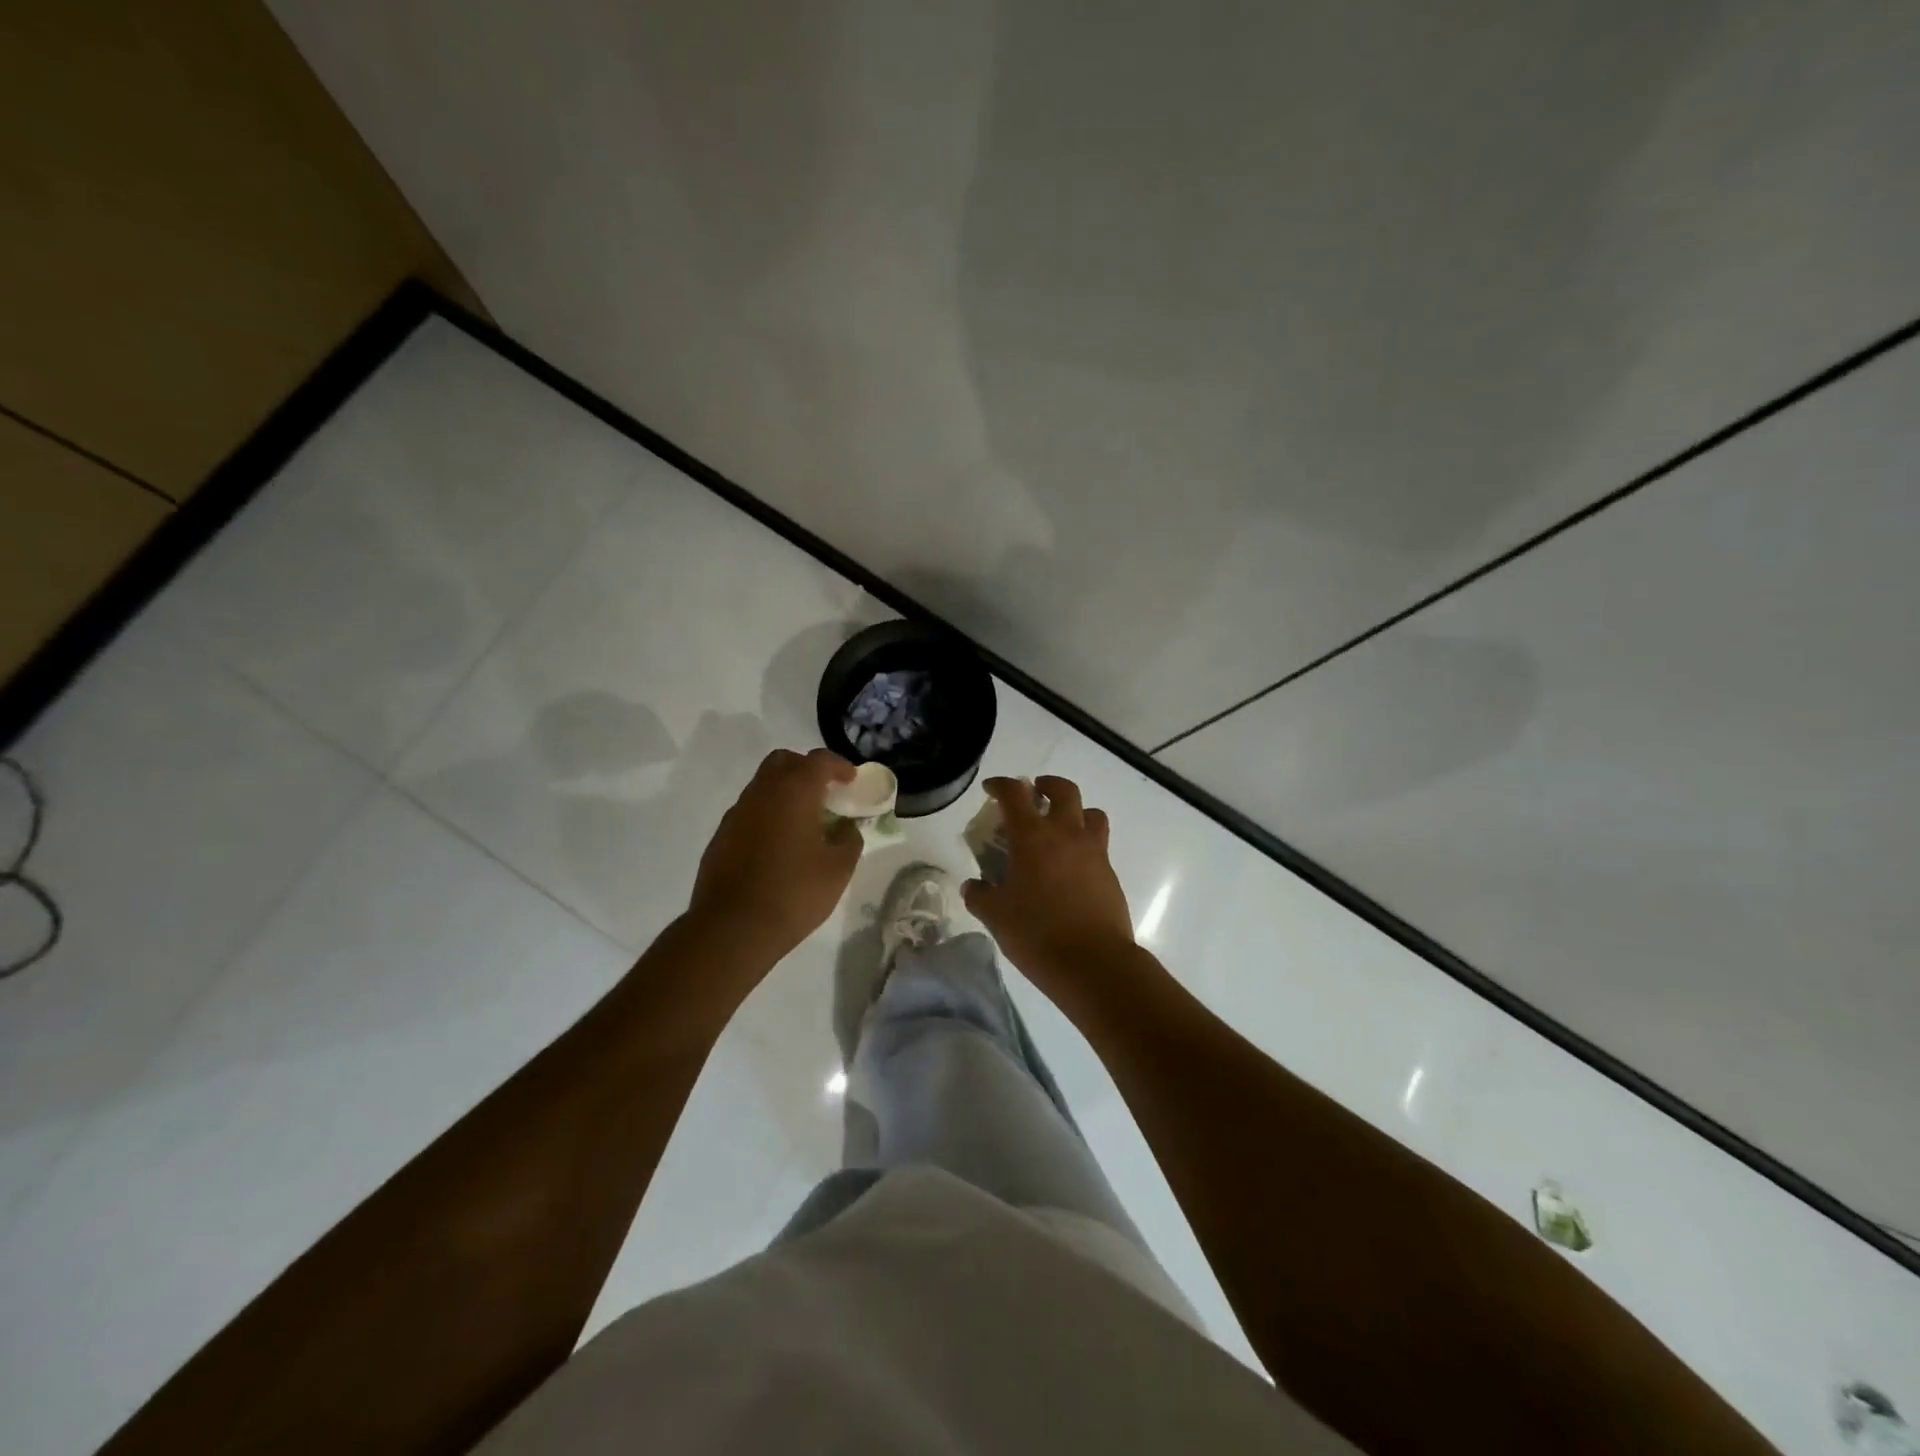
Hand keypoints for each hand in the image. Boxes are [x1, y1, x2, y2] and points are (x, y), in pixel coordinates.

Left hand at [687, 748, 861, 964]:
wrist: (731, 929)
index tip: (852, 780)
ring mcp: (736, 813)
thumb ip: (849, 839)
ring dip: (786, 793)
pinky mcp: (721, 836)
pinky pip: (750, 811)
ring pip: (763, 786)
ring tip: (805, 822)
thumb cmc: (793, 893)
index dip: (840, 766)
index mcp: (793, 791)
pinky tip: (779, 845)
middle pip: (784, 762)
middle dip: (807, 769)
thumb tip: (845, 827)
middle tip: (826, 793)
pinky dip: (768, 815)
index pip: (819, 760)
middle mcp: (761, 793)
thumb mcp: (838, 869)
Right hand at [962, 776, 1137, 1001]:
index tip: (991, 788)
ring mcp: (1093, 852)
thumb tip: (973, 886)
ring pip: (1091, 813)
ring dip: (1075, 812)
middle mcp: (1066, 834)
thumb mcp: (996, 916)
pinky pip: (1099, 845)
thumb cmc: (1037, 934)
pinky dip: (1084, 844)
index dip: (1001, 785)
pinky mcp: (1110, 874)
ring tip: (1060, 829)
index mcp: (1032, 837)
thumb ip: (980, 896)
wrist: (1093, 962)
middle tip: (1034, 796)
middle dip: (1047, 786)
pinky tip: (1070, 869)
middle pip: (1064, 790)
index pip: (1014, 794)